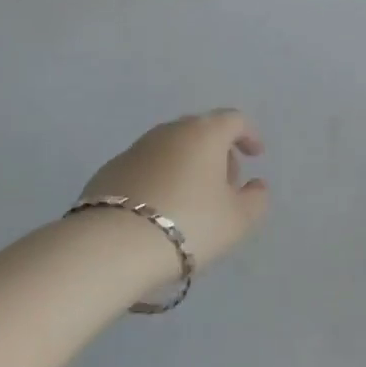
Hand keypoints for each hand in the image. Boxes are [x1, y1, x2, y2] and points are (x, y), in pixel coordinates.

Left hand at [78, 110, 270, 273]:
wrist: (112, 246)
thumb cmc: (189, 224)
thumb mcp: (238, 220)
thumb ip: (256, 199)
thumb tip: (256, 185)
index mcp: (205, 132)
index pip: (234, 120)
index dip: (249, 135)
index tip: (255, 155)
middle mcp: (170, 131)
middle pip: (201, 131)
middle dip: (217, 152)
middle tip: (225, 184)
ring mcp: (136, 148)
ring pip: (171, 148)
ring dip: (187, 166)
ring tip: (192, 201)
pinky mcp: (109, 170)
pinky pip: (146, 167)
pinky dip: (159, 179)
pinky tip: (159, 209)